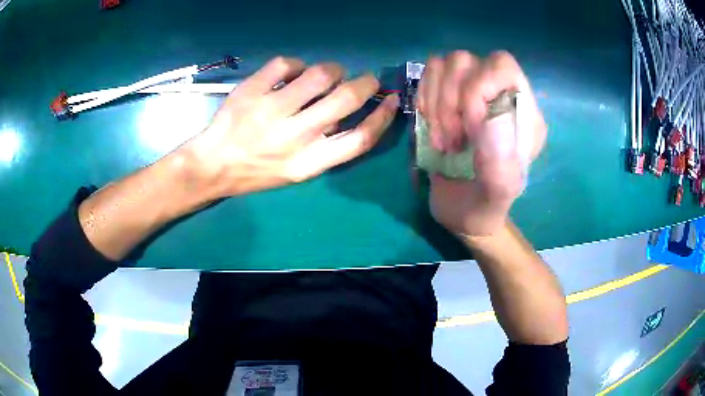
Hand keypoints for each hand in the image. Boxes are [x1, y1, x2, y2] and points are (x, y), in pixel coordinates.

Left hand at [183, 57, 398, 197]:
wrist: (213, 165)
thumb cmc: (257, 171)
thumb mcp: (296, 172)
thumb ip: (324, 147)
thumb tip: (345, 115)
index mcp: (309, 163)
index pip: (359, 139)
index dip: (382, 117)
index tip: (390, 100)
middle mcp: (294, 136)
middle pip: (346, 99)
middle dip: (365, 82)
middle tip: (365, 78)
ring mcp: (271, 110)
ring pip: (320, 74)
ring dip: (333, 69)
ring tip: (327, 74)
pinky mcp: (252, 91)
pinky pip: (287, 64)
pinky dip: (296, 64)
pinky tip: (292, 72)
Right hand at [418, 51, 545, 236]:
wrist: (464, 213)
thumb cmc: (486, 206)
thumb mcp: (498, 194)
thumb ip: (500, 161)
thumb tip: (486, 117)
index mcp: (522, 112)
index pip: (502, 66)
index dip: (477, 88)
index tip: (469, 128)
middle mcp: (497, 94)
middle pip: (465, 60)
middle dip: (449, 101)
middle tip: (450, 142)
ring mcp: (469, 93)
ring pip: (443, 64)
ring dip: (434, 102)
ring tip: (441, 139)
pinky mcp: (446, 98)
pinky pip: (428, 75)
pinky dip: (423, 98)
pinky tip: (430, 125)